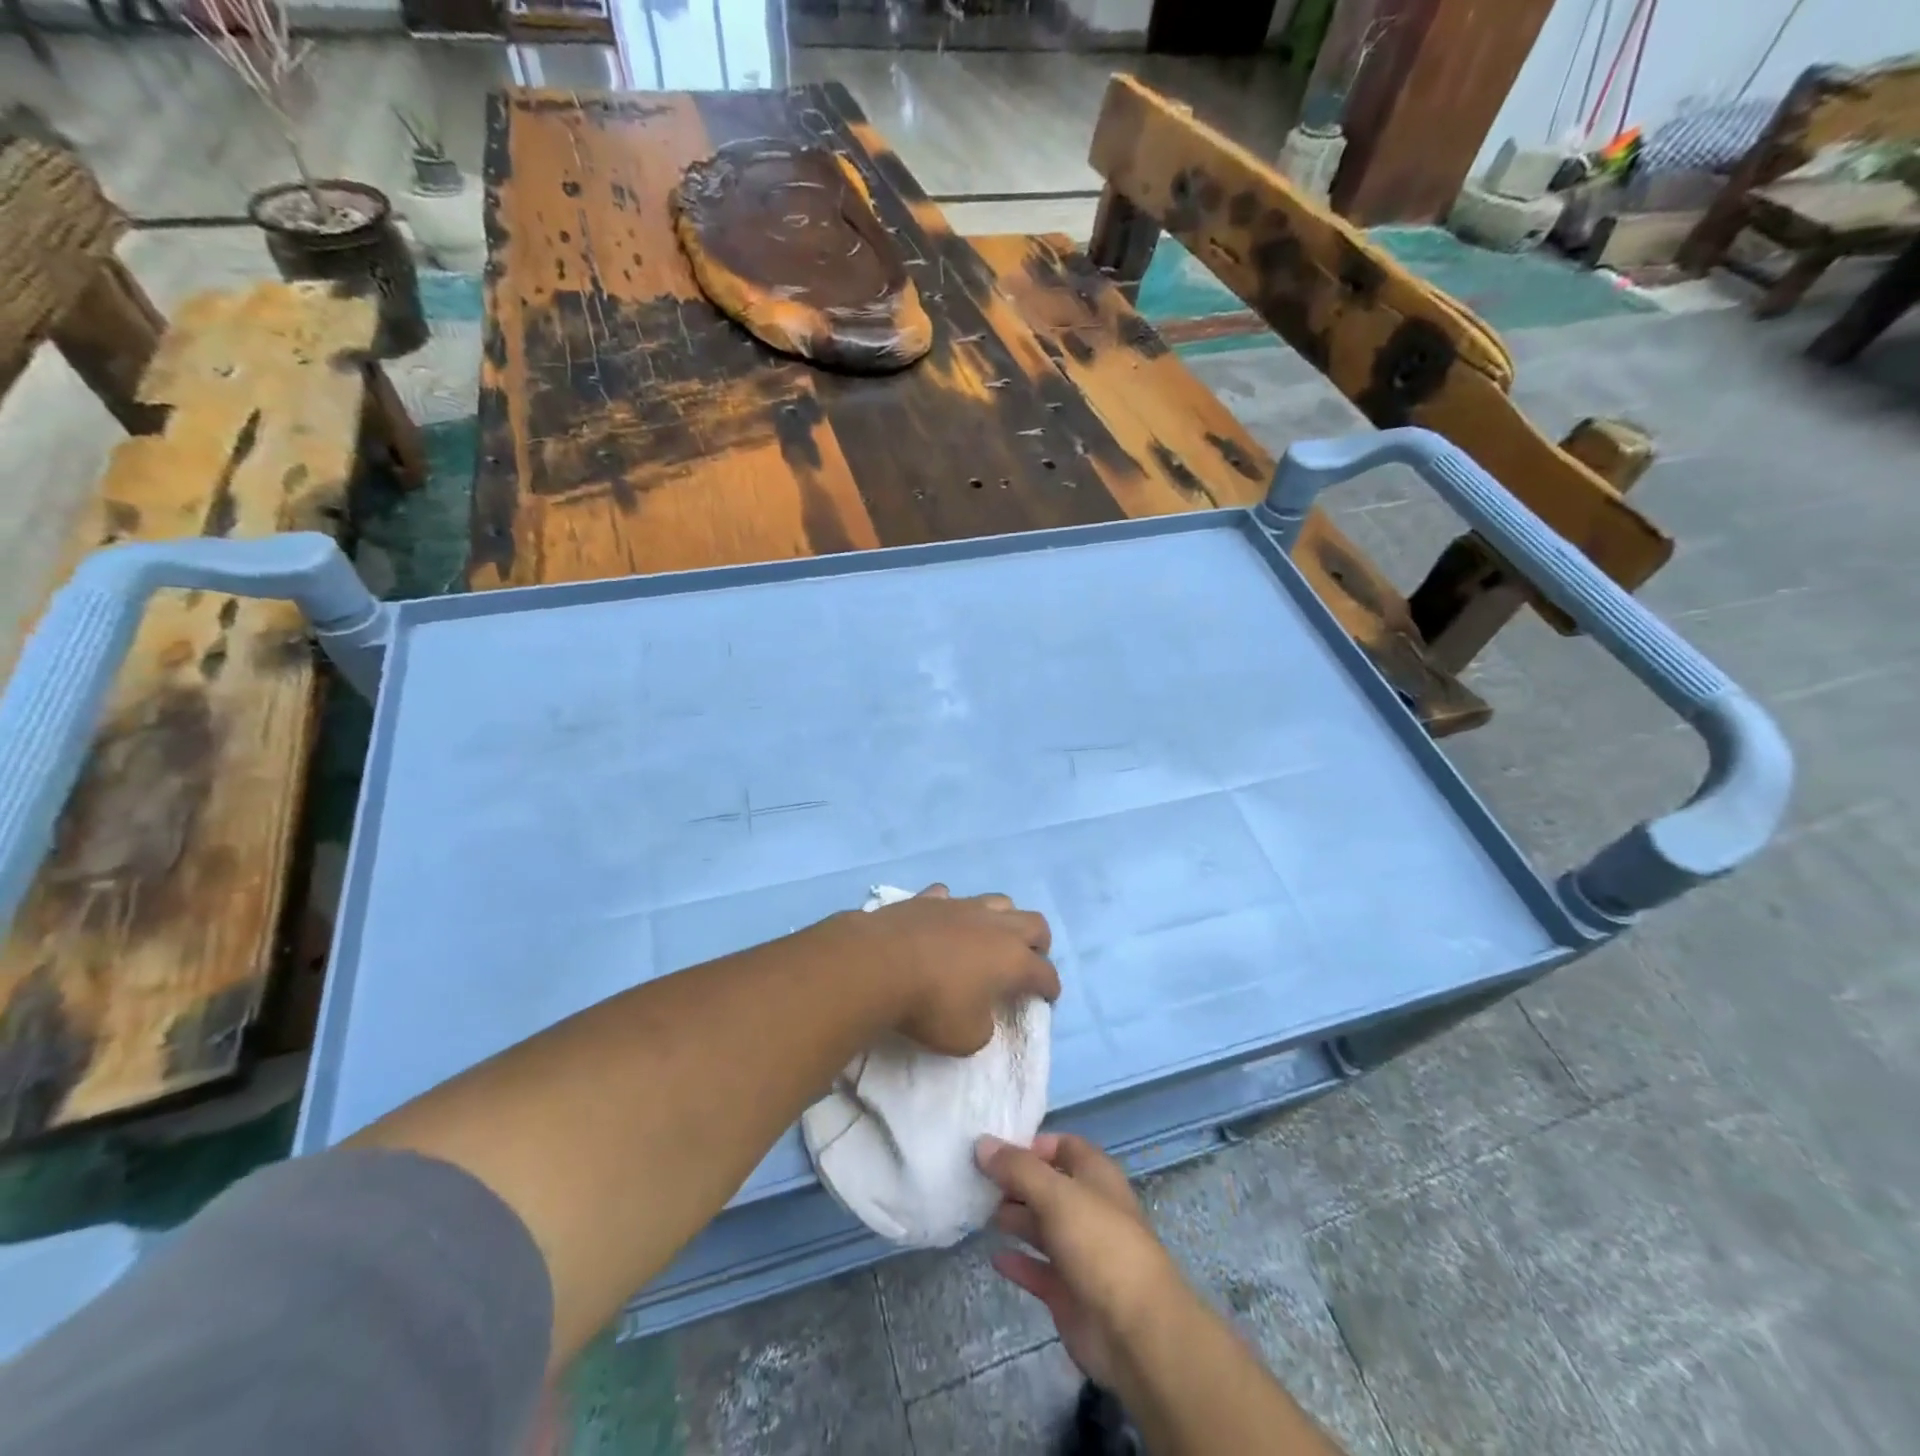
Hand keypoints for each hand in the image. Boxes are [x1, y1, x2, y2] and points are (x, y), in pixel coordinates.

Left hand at [835, 884, 1057, 1056]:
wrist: (878, 964)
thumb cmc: (930, 1004)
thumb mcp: (966, 1037)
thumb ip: (983, 1026)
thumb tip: (981, 1013)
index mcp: (1012, 960)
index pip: (1045, 973)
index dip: (1050, 987)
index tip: (1048, 997)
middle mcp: (994, 926)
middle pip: (1034, 923)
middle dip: (1038, 943)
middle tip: (1029, 960)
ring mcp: (961, 906)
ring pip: (997, 901)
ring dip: (1002, 919)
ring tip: (991, 937)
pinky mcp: (928, 899)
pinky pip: (949, 898)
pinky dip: (952, 910)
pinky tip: (943, 921)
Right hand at [977, 1132, 1184, 1387]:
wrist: (1136, 1333)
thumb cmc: (1099, 1245)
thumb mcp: (1056, 1195)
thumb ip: (1018, 1168)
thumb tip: (982, 1143)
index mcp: (1095, 1176)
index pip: (1062, 1146)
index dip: (1031, 1145)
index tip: (993, 1150)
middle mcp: (1088, 1208)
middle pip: (1047, 1186)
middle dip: (1015, 1182)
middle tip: (975, 1180)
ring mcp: (1079, 1252)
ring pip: (1041, 1226)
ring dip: (1014, 1217)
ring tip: (977, 1211)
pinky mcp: (1069, 1292)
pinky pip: (1038, 1270)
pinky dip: (1018, 1262)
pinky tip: (994, 1257)